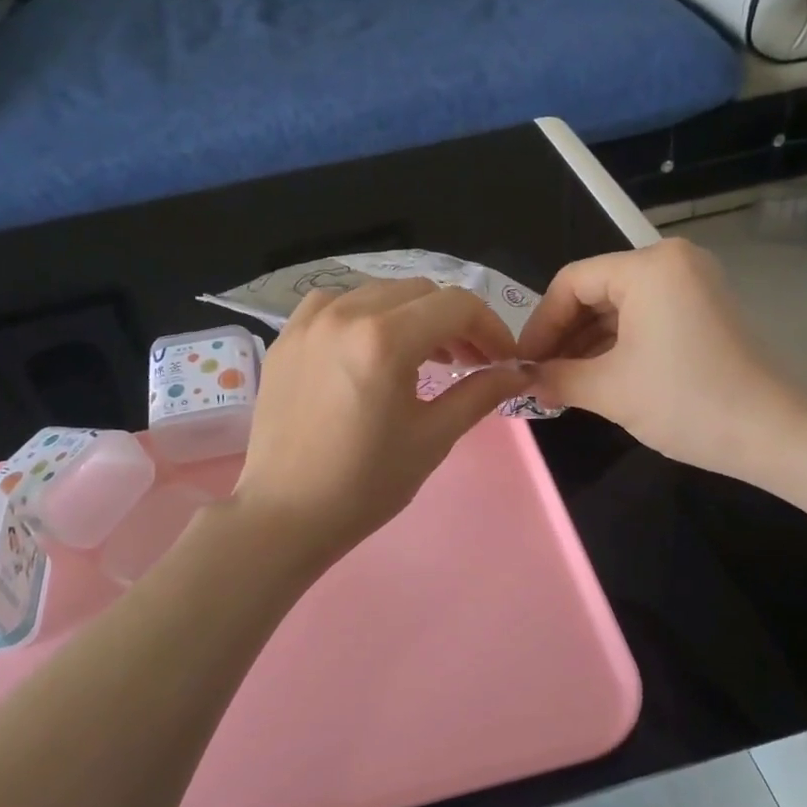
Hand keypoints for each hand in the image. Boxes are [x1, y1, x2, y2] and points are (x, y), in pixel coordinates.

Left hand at [232, 278, 529, 566]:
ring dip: (411, 314)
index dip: (491, 328)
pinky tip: (369, 347)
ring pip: (378, 292)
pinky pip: (335, 304)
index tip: (502, 360)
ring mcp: (308, 322)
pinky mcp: (286, 338)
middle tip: (468, 362)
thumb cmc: (366, 484)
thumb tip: (520, 371)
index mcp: (385, 339)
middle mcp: (345, 314)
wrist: (286, 514)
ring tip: (423, 356)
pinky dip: (364, 314)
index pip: (457, 306)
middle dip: (454, 322)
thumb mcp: (433, 438)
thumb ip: (480, 393)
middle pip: (420, 292)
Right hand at [517, 240, 806, 486]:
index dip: (539, 324)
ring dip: (586, 343)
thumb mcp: (608, 390)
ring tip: (561, 381)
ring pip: (618, 307)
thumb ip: (555, 377)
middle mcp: (671, 262)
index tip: (521, 363)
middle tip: (538, 374)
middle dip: (562, 335)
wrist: (773, 434)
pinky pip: (644, 318)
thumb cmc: (686, 402)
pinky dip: (616, 345)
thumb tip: (521, 380)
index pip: (570, 282)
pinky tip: (594, 376)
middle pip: (594, 291)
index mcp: (648, 267)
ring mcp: (692, 285)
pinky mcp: (703, 310)